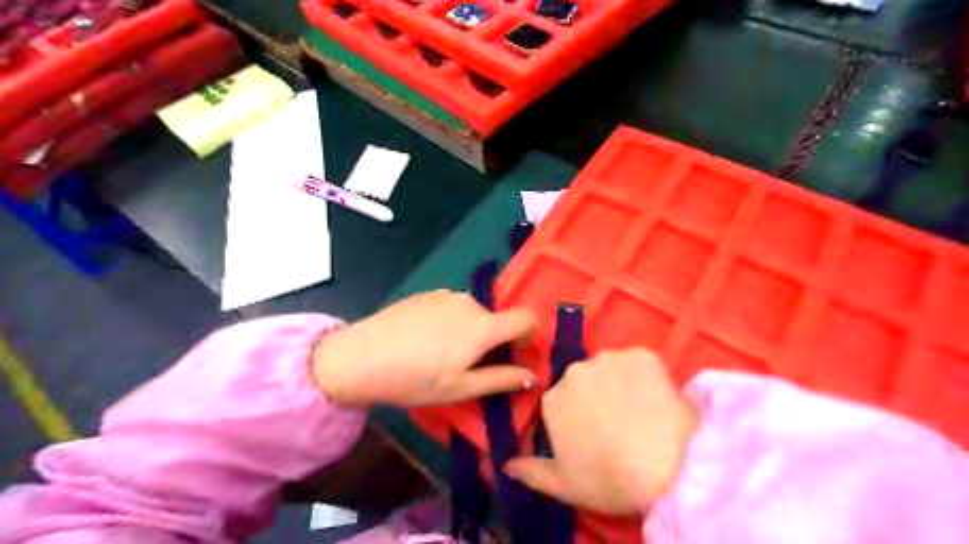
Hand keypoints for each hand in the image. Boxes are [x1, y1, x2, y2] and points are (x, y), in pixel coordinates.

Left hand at [311, 290, 537, 408]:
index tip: (510, 355)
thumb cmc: (415, 379)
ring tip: (440, 354)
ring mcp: (446, 294)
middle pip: (497, 318)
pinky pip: (452, 307)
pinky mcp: (427, 293)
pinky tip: (423, 340)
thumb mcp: (461, 388)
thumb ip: (502, 379)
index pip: (527, 317)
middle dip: (492, 340)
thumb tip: (533, 375)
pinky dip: (450, 322)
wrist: (360, 357)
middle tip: (466, 366)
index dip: (527, 335)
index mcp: (484, 326)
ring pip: (474, 313)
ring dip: (470, 331)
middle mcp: (470, 302)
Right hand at [499, 349, 697, 514]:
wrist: (668, 465)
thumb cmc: (610, 478)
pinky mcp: (641, 354)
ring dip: (619, 384)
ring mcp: (608, 359)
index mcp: (553, 400)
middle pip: (583, 382)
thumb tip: (505, 464)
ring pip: (610, 369)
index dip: (576, 419)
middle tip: (618, 425)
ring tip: (641, 412)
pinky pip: (638, 363)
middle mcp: (574, 372)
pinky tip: (658, 399)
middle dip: (595, 398)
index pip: (560, 403)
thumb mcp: (565, 486)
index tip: (594, 437)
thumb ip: (531, 472)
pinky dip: (645, 376)